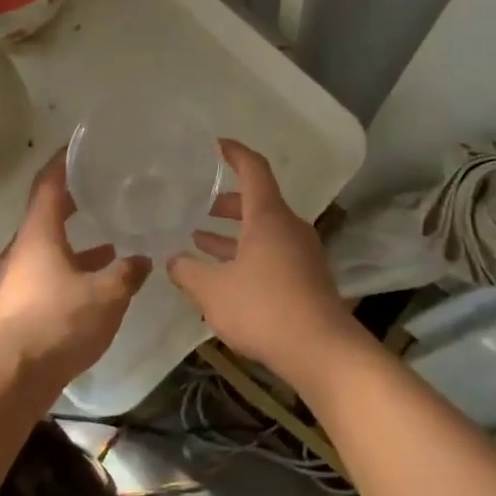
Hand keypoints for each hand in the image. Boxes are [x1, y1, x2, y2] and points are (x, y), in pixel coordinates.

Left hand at [0, 152, 150, 389]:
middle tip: (100, 186)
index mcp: (38, 235)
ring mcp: (17, 276)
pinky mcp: (20, 301)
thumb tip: (143, 259)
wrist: (14, 375)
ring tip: (109, 238)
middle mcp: (23, 249)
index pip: (48, 184)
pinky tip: (96, 279)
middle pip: (46, 212)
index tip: (81, 146)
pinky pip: (48, 269)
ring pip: (48, 245)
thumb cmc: (59, 323)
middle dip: (73, 198)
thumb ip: (127, 273)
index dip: (63, 161)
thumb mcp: (106, 295)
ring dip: (75, 238)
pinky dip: (72, 265)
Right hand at [167, 140, 360, 381]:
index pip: (253, 169)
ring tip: (199, 240)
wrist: (322, 350)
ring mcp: (301, 253)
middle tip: (198, 205)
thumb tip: (172, 260)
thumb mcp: (214, 291)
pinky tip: (225, 274)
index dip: (234, 152)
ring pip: (263, 230)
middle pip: (257, 201)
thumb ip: (188, 272)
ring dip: (233, 232)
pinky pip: (271, 252)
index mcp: (268, 217)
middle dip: (225, 202)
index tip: (215, 145)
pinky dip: (246, 253)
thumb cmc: (264, 309)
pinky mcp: (306, 277)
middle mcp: (289, 227)